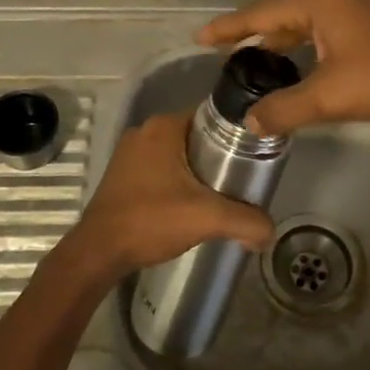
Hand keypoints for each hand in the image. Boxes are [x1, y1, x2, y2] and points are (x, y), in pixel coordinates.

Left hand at [64, 110, 274, 277]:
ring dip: (197, 171)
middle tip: (242, 180)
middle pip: (196, 136)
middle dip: (219, 157)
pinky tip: (190, 205)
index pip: (212, 117)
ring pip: (178, 154)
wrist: (98, 252)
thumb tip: (270, 231)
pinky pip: (160, 169)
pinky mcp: (122, 174)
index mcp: (164, 126)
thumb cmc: (150, 220)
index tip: (255, 155)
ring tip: (222, 195)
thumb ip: (246, 221)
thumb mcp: (206, 218)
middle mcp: (145, 131)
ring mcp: (129, 153)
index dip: (236, 135)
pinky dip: (177, 181)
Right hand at [197, 0, 369, 135]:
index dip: (228, 28)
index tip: (200, 37)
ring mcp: (353, 9)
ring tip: (252, 63)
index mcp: (317, 5)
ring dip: (278, 43)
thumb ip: (286, 109)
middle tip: (223, 54)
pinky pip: (322, 32)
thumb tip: (250, 121)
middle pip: (279, 17)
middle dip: (252, 36)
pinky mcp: (369, 24)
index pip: (260, 15)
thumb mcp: (331, 96)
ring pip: (302, 25)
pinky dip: (302, 47)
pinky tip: (296, 66)